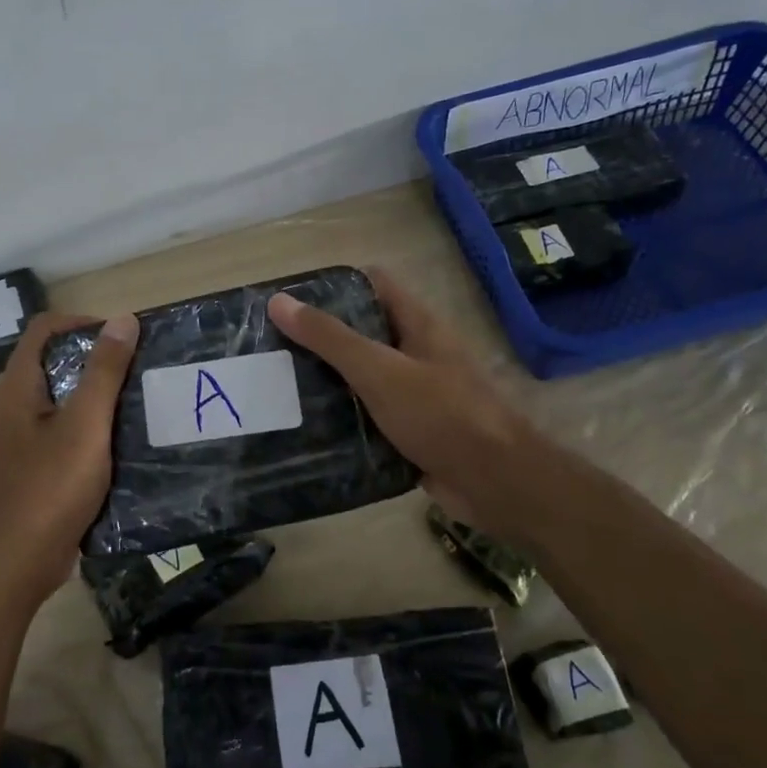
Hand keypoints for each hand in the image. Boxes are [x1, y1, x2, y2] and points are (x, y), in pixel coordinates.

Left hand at [0, 310, 139, 603]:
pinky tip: (128, 441)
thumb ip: (104, 371)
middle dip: (100, 359)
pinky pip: (69, 430)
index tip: (125, 338)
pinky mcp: (39, 464)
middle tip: (143, 369)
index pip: (46, 328)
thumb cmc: (50, 486)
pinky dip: (96, 427)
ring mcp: (26, 437)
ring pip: (66, 398)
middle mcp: (16, 404)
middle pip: (57, 361)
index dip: (84, 323)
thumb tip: (123, 319)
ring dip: (101, 395)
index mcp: (19, 386)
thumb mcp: (85, 424)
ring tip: (143, 401)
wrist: (18, 562)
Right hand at [267, 269, 563, 541]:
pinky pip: (368, 418)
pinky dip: (342, 419)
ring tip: (279, 385)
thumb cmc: (441, 414)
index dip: (335, 285)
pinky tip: (307, 427)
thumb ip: (330, 338)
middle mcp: (417, 354)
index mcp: (418, 326)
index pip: (374, 285)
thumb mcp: (379, 370)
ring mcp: (414, 395)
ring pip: (362, 378)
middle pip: (363, 333)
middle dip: (321, 337)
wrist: (493, 482)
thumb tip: (279, 301)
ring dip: (328, 381)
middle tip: (273, 346)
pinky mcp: (409, 432)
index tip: (291, 299)